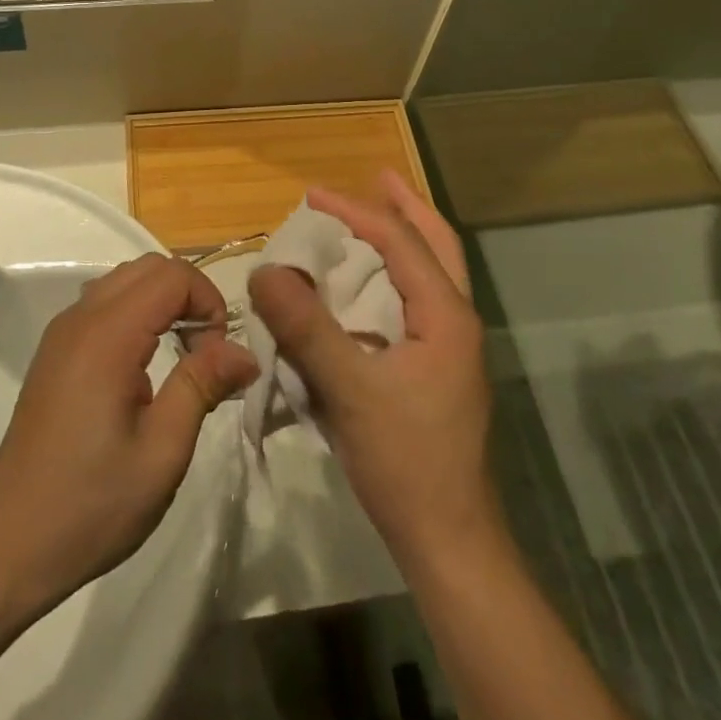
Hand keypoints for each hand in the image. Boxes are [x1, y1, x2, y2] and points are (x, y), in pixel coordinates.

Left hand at [0, 253, 256, 613]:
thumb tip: (244, 351)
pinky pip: (104, 303)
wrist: (8, 544)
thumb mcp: (162, 451)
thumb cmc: (91, 503)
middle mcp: (81, 318)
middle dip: (189, 295)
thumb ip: (202, 385)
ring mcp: (62, 332)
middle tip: (206, 352)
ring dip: (162, 302)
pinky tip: (144, 366)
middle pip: (148, 267)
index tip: (219, 353)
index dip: (208, 301)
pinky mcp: (54, 351)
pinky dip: (136, 313)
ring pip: (125, 280)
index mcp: (107, 336)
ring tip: (181, 358)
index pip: (172, 276)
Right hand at [248, 173, 499, 566]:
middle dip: (405, 205)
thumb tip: (264, 271)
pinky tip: (364, 287)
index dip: (354, 211)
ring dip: (403, 238)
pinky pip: (416, 302)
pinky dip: (393, 277)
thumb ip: (306, 328)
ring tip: (370, 218)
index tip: (310, 196)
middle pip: (437, 244)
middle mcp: (456, 321)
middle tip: (376, 176)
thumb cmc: (406, 461)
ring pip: (432, 272)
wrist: (449, 542)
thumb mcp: (349, 390)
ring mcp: (451, 348)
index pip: (400, 241)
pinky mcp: (437, 370)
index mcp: (445, 314)